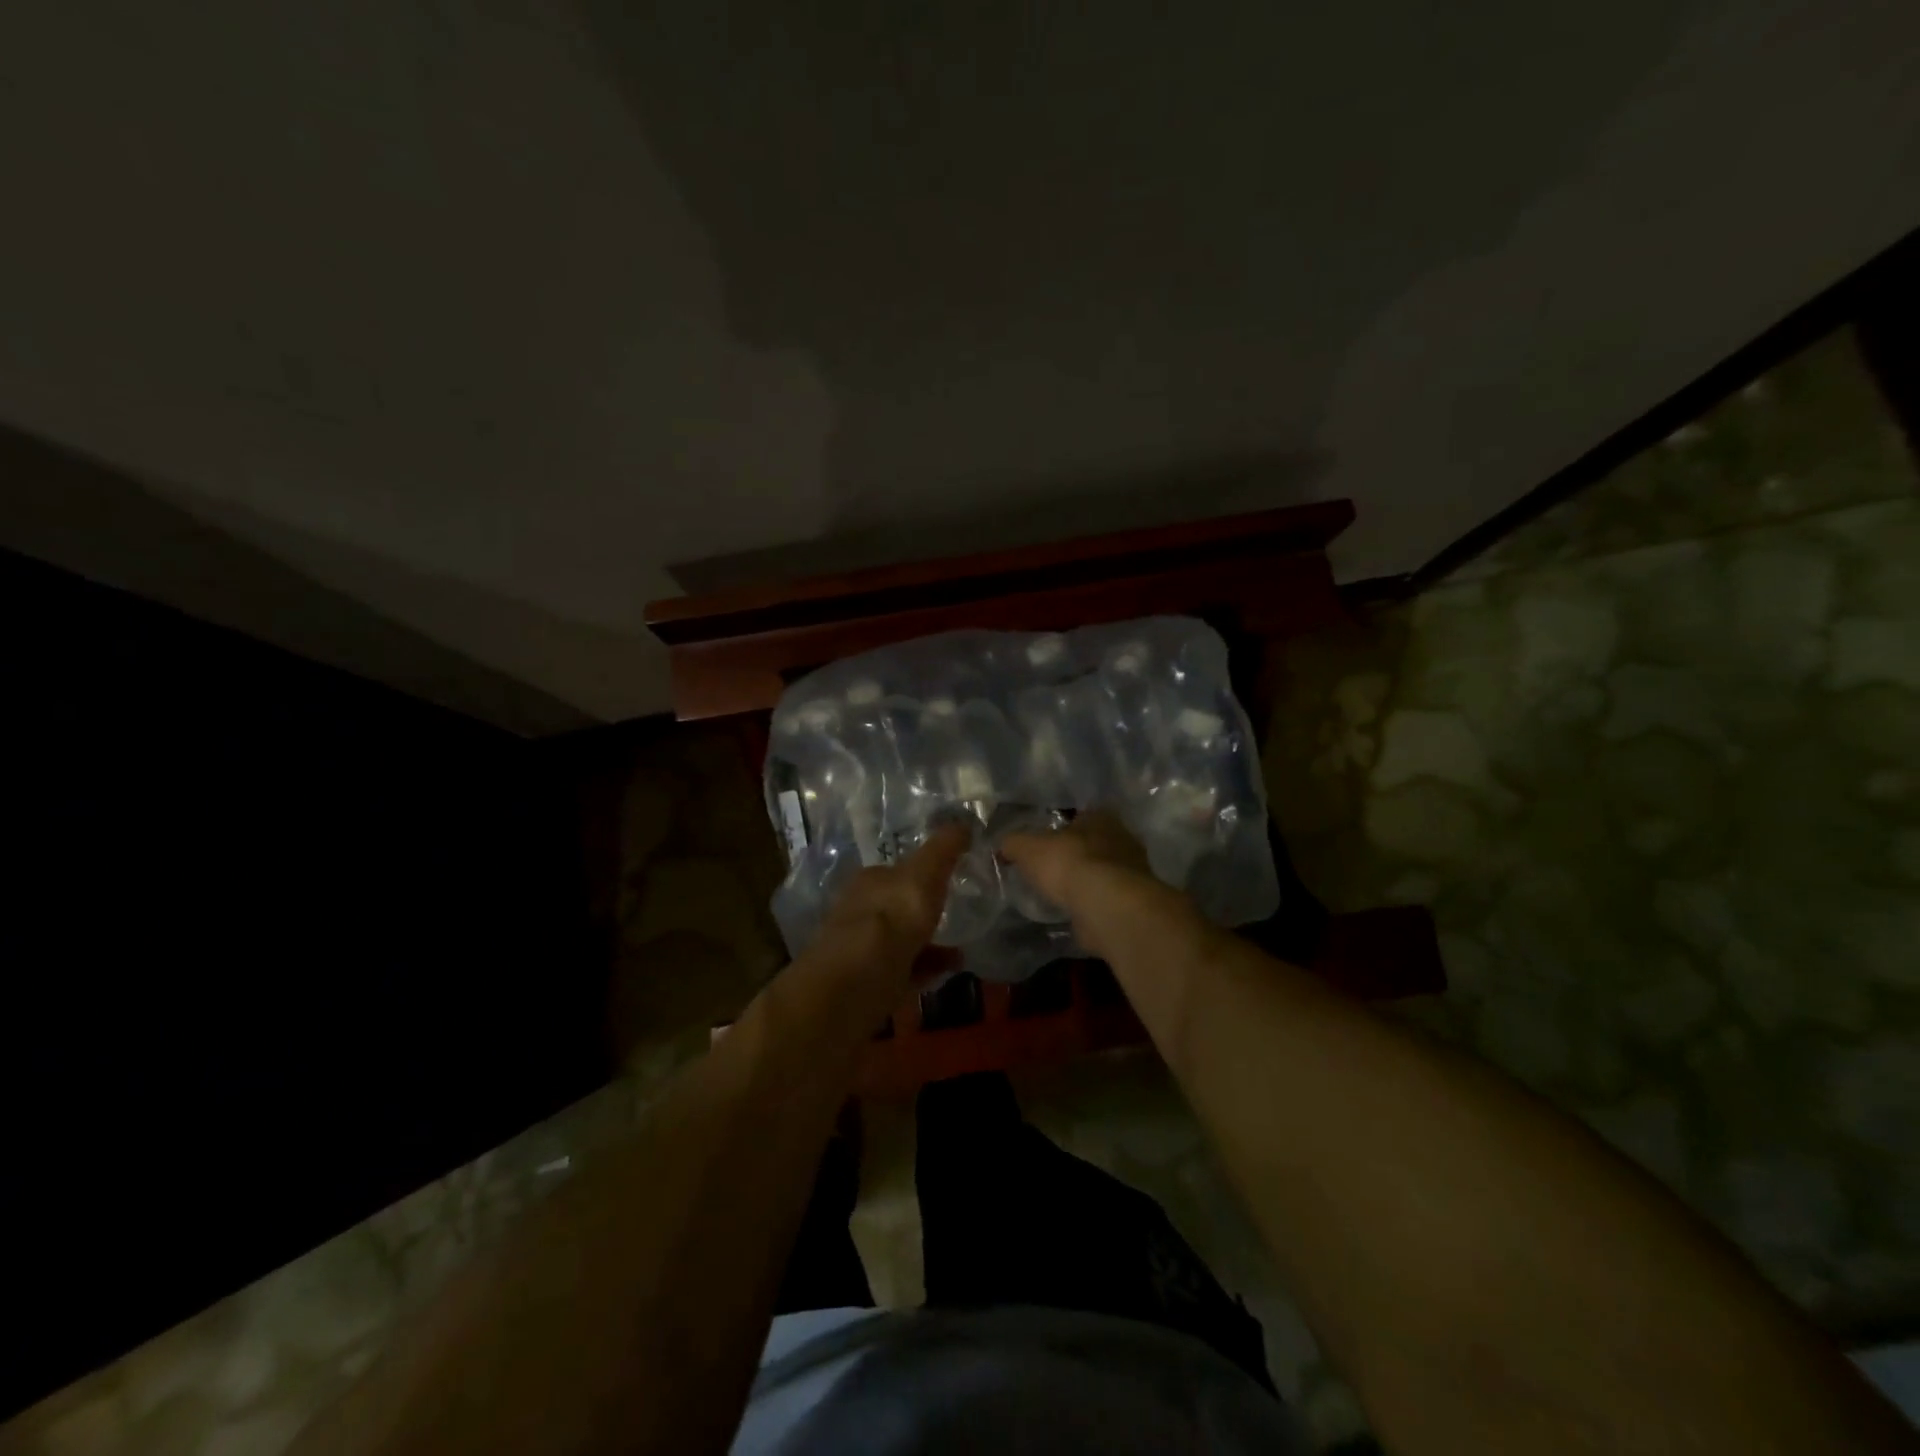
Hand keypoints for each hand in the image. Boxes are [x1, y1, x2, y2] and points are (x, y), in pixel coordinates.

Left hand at [810, 821, 968, 1001]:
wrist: (855, 983)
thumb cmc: (891, 918)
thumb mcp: (923, 875)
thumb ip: (943, 849)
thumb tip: (964, 822)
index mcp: (870, 881)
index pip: (897, 870)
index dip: (923, 872)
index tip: (950, 877)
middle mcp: (861, 911)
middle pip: (897, 907)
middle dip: (924, 911)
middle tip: (958, 914)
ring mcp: (862, 950)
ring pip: (902, 940)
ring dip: (930, 942)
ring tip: (961, 948)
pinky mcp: (868, 983)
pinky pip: (905, 971)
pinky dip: (926, 968)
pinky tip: (949, 970)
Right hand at [1000, 809, 1153, 918]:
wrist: (1106, 906)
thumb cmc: (1069, 863)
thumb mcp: (1027, 848)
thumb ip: (1014, 843)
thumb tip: (1004, 846)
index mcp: (1101, 817)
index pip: (1081, 814)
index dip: (1062, 826)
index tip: (1046, 840)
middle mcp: (1123, 839)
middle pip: (1094, 843)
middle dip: (1076, 854)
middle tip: (1052, 867)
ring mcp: (1133, 872)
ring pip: (1104, 871)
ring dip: (1086, 881)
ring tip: (1061, 893)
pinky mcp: (1133, 902)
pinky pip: (1108, 898)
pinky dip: (1093, 903)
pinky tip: (1075, 912)